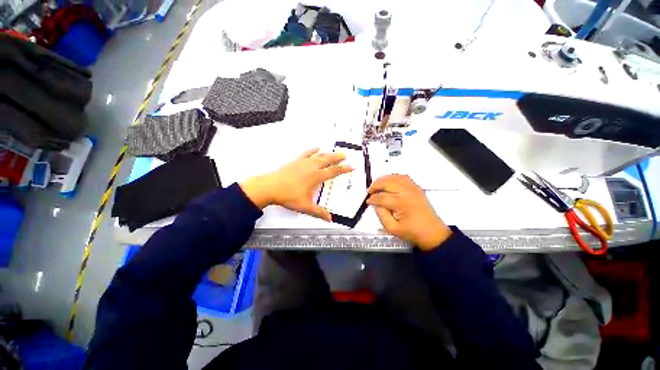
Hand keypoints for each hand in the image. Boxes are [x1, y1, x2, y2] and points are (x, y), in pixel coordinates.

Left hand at [240, 148, 352, 220]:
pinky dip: (313, 150)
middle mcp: (312, 167)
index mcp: (316, 176)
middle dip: (337, 157)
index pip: (333, 171)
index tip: (351, 166)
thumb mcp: (305, 206)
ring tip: (334, 152)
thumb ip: (319, 213)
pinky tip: (317, 148)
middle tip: (345, 156)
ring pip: (319, 155)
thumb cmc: (288, 196)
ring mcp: (303, 162)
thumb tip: (330, 219)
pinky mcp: (296, 161)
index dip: (344, 169)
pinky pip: (307, 153)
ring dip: (328, 153)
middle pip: (328, 160)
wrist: (270, 187)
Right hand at [367, 174, 451, 250]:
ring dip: (383, 179)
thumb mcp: (392, 228)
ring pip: (395, 177)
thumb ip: (381, 215)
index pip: (382, 197)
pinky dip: (394, 177)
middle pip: (387, 183)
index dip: (372, 199)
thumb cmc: (412, 232)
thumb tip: (375, 204)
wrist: (433, 233)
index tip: (367, 201)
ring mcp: (413, 188)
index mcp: (401, 204)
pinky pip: (404, 177)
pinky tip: (388, 181)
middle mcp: (407, 193)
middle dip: (375, 185)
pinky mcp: (417, 188)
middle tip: (369, 191)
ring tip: (376, 185)